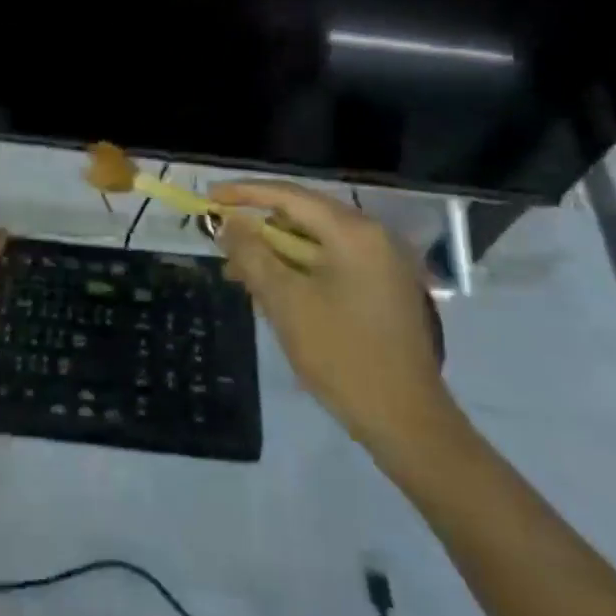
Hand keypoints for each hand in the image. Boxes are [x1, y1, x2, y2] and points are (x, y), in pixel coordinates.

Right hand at [212, 181, 453, 457]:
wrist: (407, 422)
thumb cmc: (342, 355)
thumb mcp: (285, 301)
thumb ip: (252, 253)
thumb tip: (227, 221)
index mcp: (354, 233)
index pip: (288, 196)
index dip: (243, 193)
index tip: (208, 198)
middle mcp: (373, 237)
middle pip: (303, 215)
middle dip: (258, 227)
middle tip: (221, 240)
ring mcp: (382, 263)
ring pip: (314, 241)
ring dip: (275, 252)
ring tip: (239, 273)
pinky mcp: (382, 288)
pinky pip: (331, 263)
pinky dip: (298, 269)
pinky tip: (272, 291)